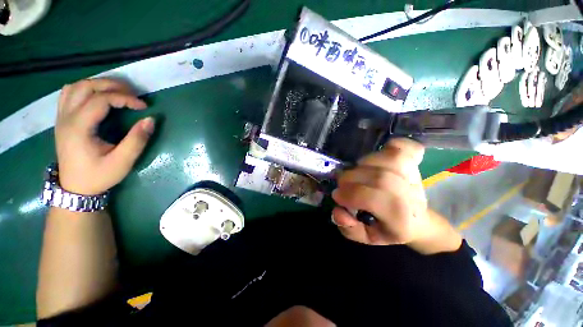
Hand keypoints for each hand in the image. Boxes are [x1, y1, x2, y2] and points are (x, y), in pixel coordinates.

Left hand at [55, 79, 153, 194]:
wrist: (75, 188)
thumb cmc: (98, 176)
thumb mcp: (122, 162)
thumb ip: (137, 140)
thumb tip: (151, 119)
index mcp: (78, 128)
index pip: (101, 99)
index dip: (125, 98)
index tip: (144, 106)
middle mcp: (66, 118)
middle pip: (86, 87)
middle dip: (112, 86)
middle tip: (133, 94)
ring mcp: (61, 117)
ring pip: (76, 87)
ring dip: (98, 85)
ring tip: (117, 93)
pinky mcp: (62, 120)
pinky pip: (69, 94)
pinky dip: (85, 89)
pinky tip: (98, 96)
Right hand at [332, 139, 460, 253]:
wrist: (416, 220)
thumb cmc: (387, 228)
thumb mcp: (366, 237)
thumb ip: (349, 228)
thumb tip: (338, 212)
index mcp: (400, 218)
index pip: (373, 199)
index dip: (350, 194)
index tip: (337, 195)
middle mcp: (411, 196)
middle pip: (379, 177)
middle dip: (351, 178)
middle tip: (342, 184)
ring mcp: (415, 177)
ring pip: (389, 160)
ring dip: (364, 163)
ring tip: (358, 171)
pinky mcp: (415, 164)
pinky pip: (406, 147)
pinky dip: (394, 144)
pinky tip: (384, 150)